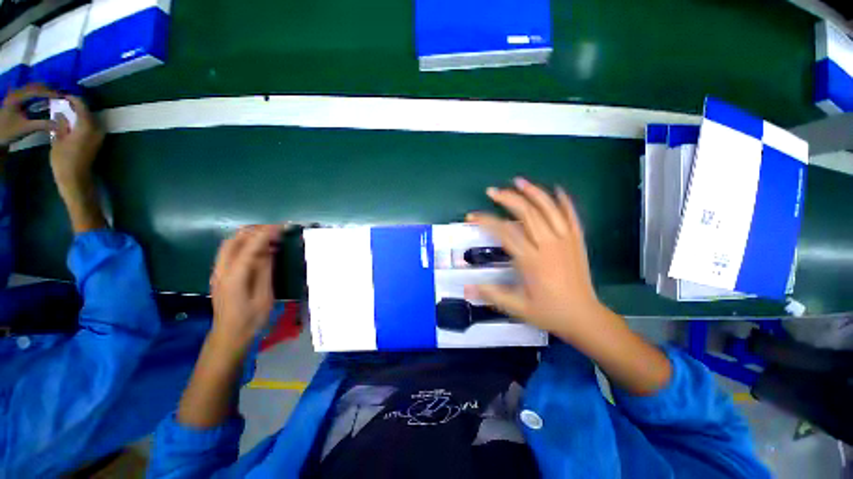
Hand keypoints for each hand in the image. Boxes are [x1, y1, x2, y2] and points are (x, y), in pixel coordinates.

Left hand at [0, 84, 58, 146]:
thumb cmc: (9, 131)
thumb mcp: (25, 128)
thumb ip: (42, 125)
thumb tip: (58, 124)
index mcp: (17, 98)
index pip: (36, 91)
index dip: (49, 92)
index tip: (61, 96)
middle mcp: (16, 93)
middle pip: (34, 86)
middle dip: (47, 89)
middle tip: (59, 95)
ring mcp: (16, 95)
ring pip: (32, 88)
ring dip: (43, 91)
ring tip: (54, 96)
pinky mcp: (17, 99)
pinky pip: (30, 93)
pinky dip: (38, 94)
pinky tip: (44, 99)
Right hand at [49, 96, 103, 191]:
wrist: (76, 178)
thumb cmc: (64, 160)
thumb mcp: (58, 139)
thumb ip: (61, 124)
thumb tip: (61, 112)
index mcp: (87, 126)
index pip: (82, 106)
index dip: (73, 99)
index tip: (63, 95)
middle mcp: (96, 129)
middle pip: (87, 112)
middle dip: (76, 106)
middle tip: (63, 102)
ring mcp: (99, 136)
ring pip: (90, 119)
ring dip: (79, 114)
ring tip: (66, 111)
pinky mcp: (98, 142)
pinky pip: (91, 127)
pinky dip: (82, 122)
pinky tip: (72, 122)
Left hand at [210, 225, 281, 349]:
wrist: (229, 335)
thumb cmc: (251, 319)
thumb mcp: (264, 295)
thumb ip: (265, 271)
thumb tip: (269, 250)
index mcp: (234, 276)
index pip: (250, 246)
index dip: (266, 233)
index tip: (281, 226)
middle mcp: (222, 270)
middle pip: (234, 240)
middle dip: (255, 230)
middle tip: (275, 229)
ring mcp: (218, 272)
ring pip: (230, 244)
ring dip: (249, 235)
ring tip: (270, 236)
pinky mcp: (220, 275)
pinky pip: (230, 252)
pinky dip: (245, 244)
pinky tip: (260, 249)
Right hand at [467, 177, 607, 341]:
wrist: (584, 317)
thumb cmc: (548, 312)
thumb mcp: (517, 307)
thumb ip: (491, 294)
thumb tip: (466, 287)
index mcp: (531, 261)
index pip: (504, 233)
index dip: (485, 221)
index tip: (472, 216)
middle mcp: (548, 246)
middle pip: (527, 214)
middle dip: (508, 199)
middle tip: (492, 191)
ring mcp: (566, 241)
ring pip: (549, 209)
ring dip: (534, 193)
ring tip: (519, 181)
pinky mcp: (578, 241)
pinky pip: (572, 216)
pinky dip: (564, 201)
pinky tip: (557, 190)